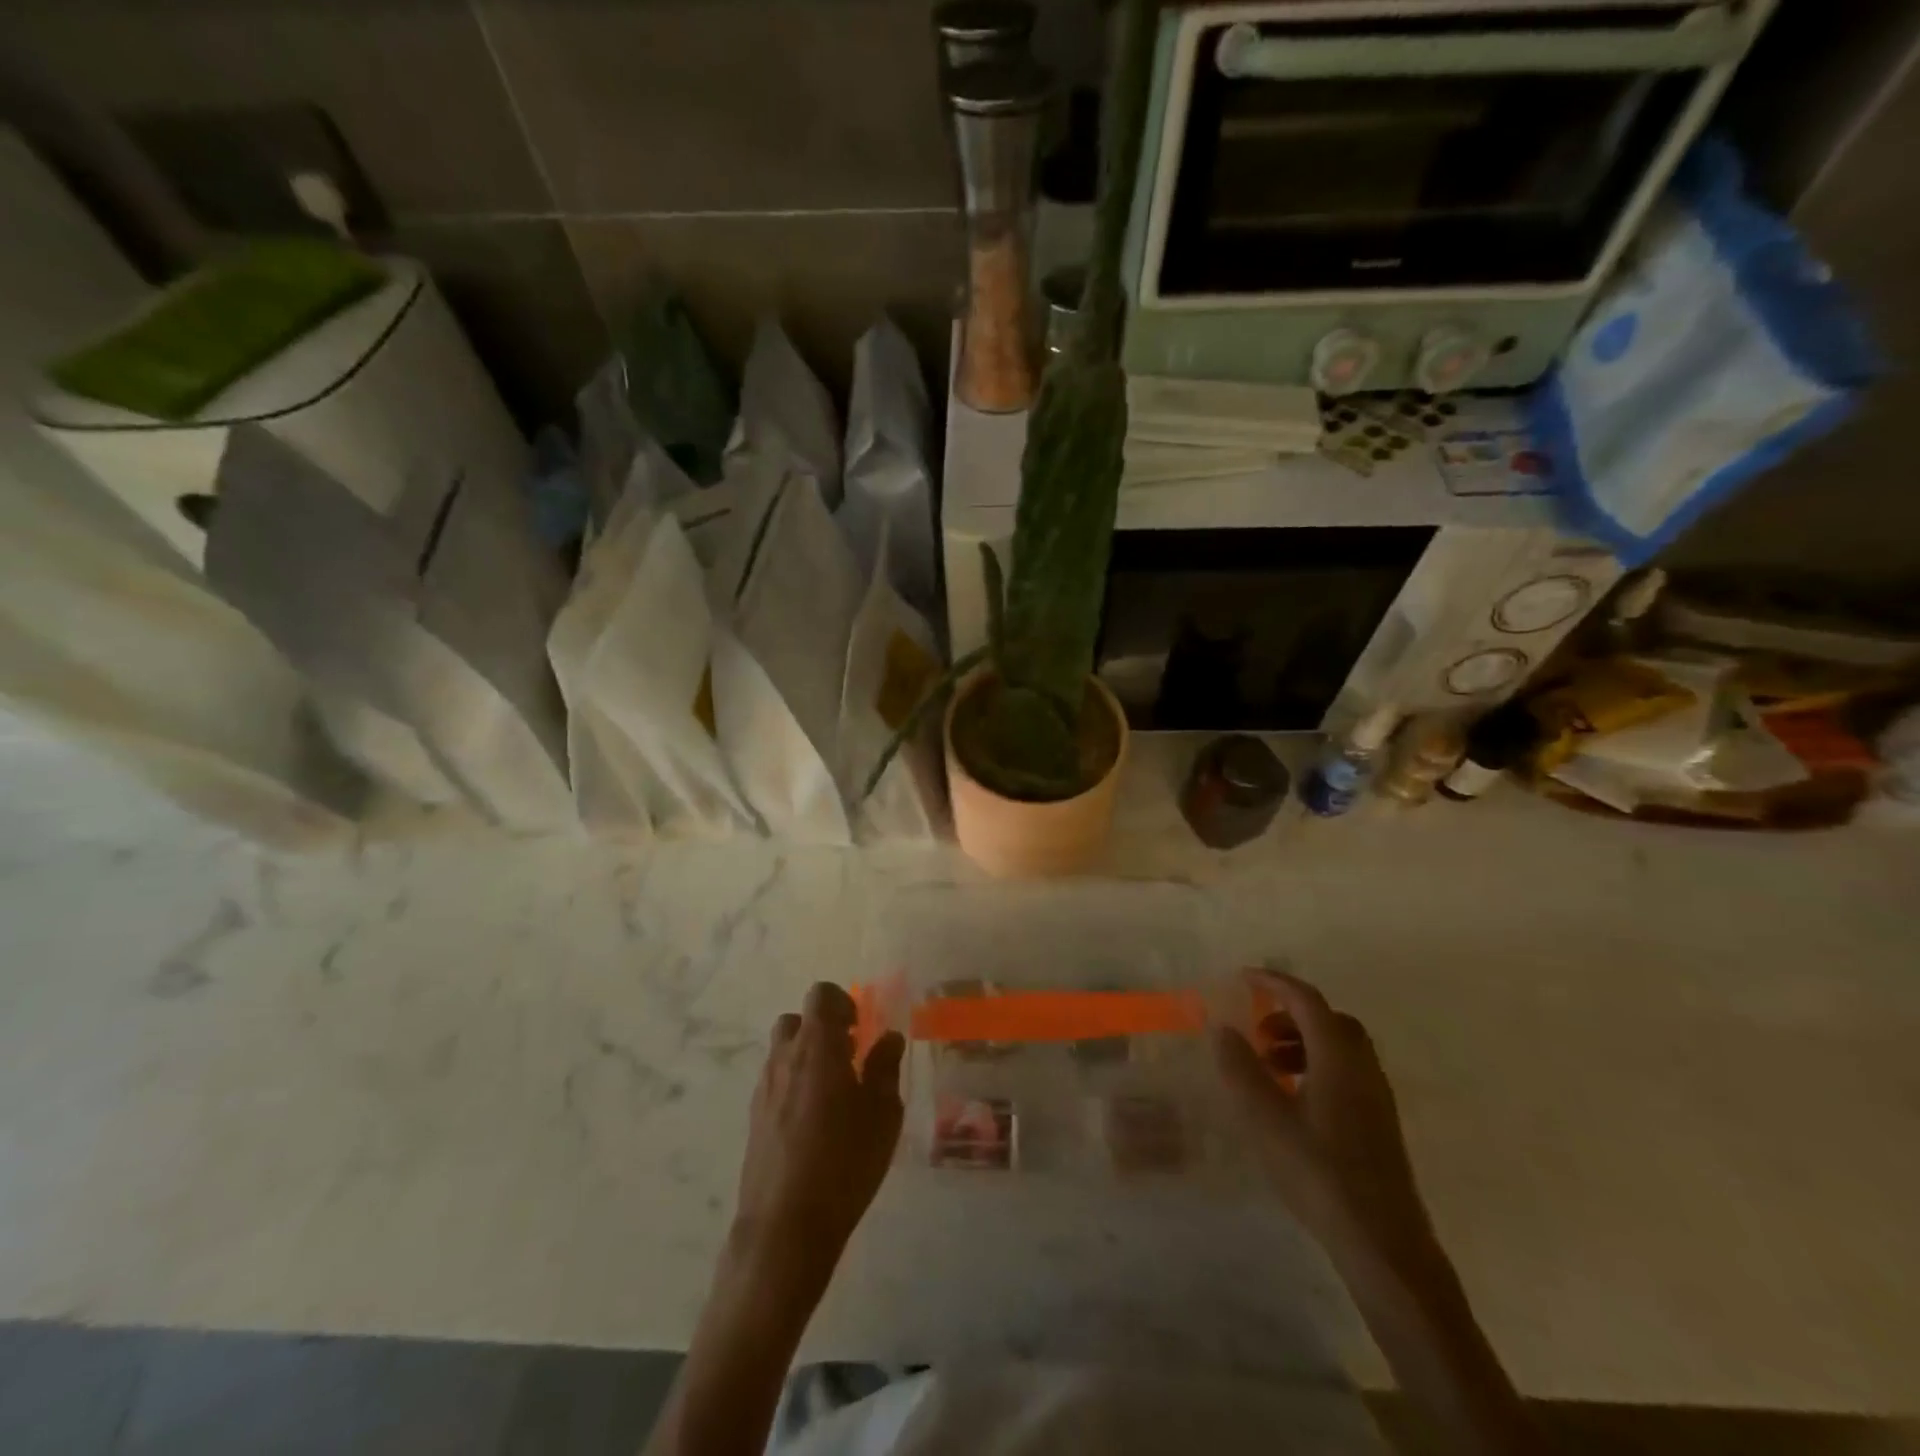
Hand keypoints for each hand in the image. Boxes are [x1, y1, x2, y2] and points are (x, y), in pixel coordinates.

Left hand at [730, 981, 904, 1290]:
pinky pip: (775, 1080)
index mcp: (817, 1047)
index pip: (821, 996)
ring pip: (783, 1051)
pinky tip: (815, 1120)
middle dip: (822, 1028)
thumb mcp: (882, 1115)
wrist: (785, 1226)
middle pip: (797, 1020)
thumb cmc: (844, 1163)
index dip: (842, 1002)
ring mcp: (764, 1088)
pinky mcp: (754, 1117)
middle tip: (849, 1056)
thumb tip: (888, 1038)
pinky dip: (794, 1083)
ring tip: (835, 1091)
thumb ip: (885, 1068)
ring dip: (807, 1056)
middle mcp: (785, 1058)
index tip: (860, 1029)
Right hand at [1215, 970, 1437, 1277]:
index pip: (1306, 999)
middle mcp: (1362, 1066)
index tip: (1242, 978)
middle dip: (1290, 1013)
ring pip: (1339, 1046)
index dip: (1273, 982)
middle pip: (1328, 1019)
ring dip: (1302, 1041)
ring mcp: (1376, 1095)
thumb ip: (1241, 1068)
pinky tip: (1293, 1100)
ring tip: (1269, 1066)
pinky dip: (1316, 1066)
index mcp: (1338, 1056)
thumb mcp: (1265, 1119)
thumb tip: (1223, 1028)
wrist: (1383, 1243)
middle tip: (1257, 1030)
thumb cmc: (1319, 1172)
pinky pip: (1346, 1072)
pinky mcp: (1378, 1122)